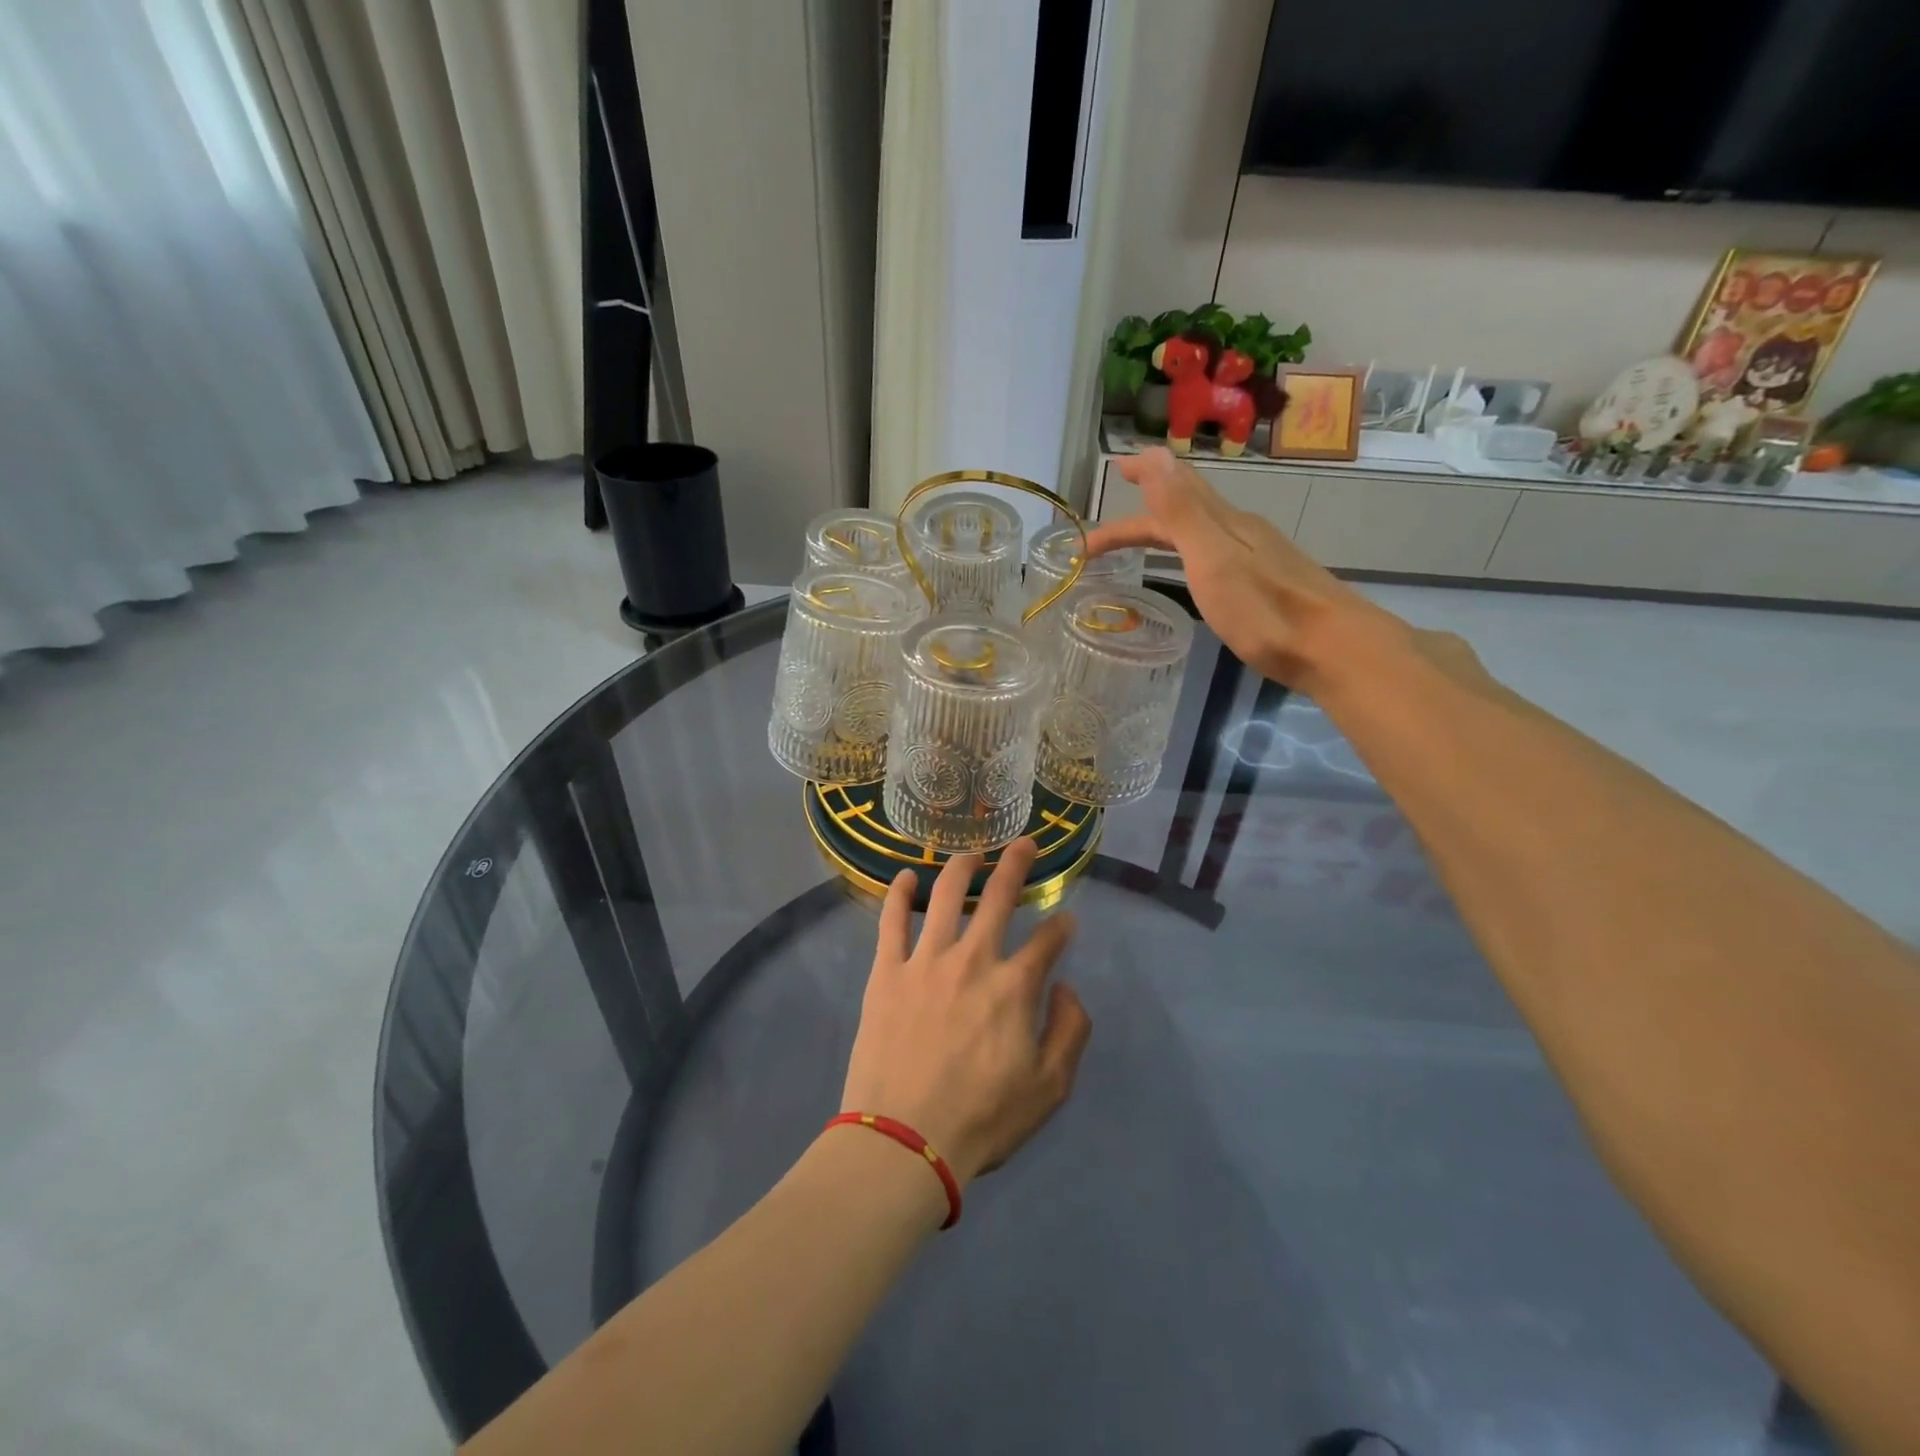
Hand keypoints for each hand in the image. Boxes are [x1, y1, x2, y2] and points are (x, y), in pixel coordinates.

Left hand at [841, 839, 1091, 1186]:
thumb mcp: (1050, 1088)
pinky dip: (898, 894)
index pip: (1049, 940)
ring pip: (945, 896)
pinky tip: (906, 877)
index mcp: (1015, 987)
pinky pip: (891, 921)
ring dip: (961, 867)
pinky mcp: (887, 972)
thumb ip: (1071, 1031)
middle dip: (1017, 864)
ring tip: (971, 853)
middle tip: (1025, 844)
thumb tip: (1066, 986)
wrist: (904, 1142)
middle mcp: (973, 959)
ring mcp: (925, 961)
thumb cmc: (982, 1120)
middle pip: (998, 897)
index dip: (1062, 927)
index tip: (1066, 922)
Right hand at [1085, 446, 1397, 688]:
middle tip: (1102, 534)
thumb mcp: (1214, 560)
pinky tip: (1196, 567)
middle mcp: (1242, 532)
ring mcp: (1259, 556)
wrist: (1335, 650)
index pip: (1173, 491)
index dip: (1143, 478)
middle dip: (1141, 516)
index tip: (1113, 468)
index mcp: (1225, 524)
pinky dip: (1190, 549)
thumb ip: (1183, 512)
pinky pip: (1217, 551)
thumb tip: (1154, 453)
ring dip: (1167, 529)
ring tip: (1142, 540)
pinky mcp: (1269, 582)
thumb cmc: (1266, 612)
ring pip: (1203, 530)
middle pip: (1185, 511)